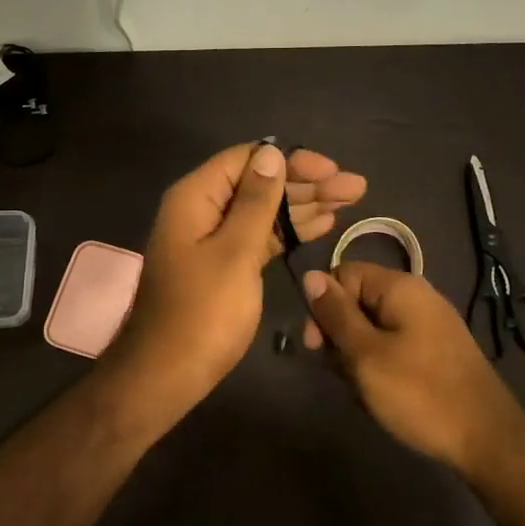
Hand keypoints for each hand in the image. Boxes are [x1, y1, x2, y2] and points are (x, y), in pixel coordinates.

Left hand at [112, 142, 366, 399]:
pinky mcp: (224, 264)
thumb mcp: (234, 251)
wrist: (169, 373)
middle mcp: (202, 210)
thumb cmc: (203, 311)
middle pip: (258, 183)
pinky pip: (260, 236)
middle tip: (355, 186)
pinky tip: (322, 225)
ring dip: (304, 205)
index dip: (291, 160)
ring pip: (263, 210)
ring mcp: (213, 239)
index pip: (247, 160)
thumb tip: (271, 153)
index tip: (331, 169)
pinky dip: (289, 231)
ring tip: (351, 201)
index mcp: (196, 198)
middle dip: (306, 183)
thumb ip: (255, 201)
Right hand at [301, 262, 524, 471]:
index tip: (315, 345)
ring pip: (373, 328)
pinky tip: (382, 397)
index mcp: (400, 287)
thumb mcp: (365, 354)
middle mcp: (417, 297)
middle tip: (342, 373)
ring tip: (364, 392)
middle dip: (340, 336)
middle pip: (358, 301)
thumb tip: (310, 276)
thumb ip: (335, 314)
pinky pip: (395, 347)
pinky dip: (381, 367)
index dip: (323, 305)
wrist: (487, 440)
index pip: (343, 274)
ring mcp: (431, 325)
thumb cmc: (419, 394)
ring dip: (358, 357)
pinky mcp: (437, 352)